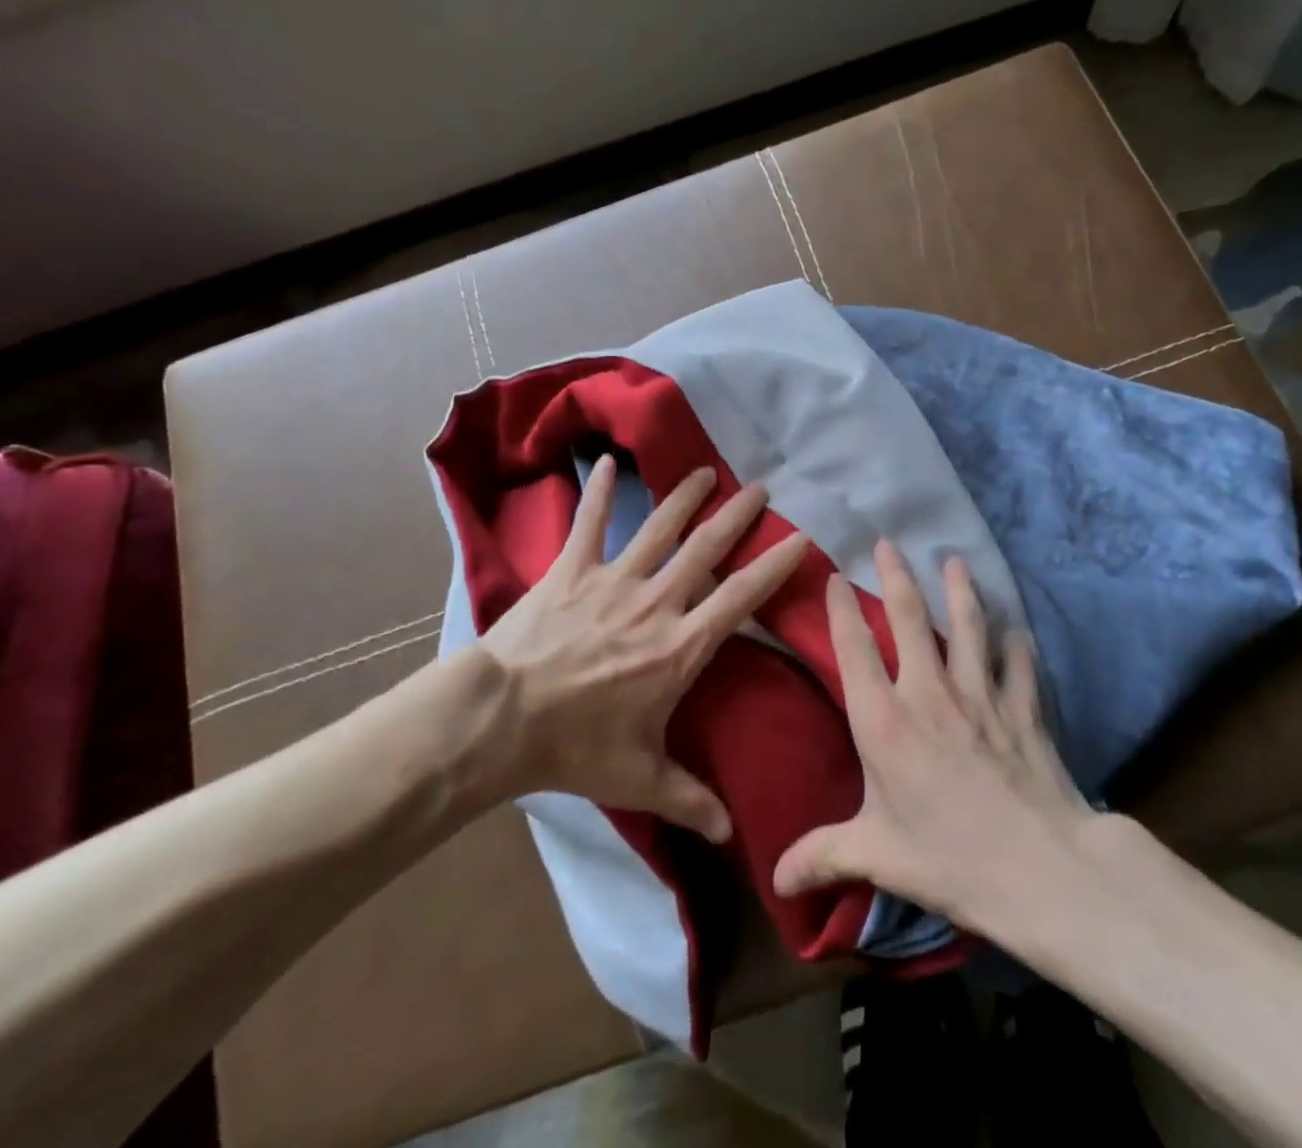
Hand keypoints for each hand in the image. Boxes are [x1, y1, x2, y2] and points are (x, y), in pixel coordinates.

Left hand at [477, 455, 808, 842]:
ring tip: (706, 471)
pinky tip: (608, 463)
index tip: (800, 537)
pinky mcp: (570, 571)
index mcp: (680, 646)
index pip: (740, 597)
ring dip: (685, 497)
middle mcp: (655, 602)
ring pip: (659, 528)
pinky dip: (599, 494)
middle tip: (761, 488)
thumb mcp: (640, 779)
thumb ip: (690, 800)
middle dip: (737, 518)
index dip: (774, 565)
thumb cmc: (576, 748)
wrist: (501, 720)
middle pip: (706, 550)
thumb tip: (732, 838)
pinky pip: (589, 525)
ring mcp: (611, 580)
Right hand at [772, 541, 1092, 927]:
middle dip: (897, 575)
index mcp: (884, 721)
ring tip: (954, 560)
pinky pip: (1018, 663)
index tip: (836, 576)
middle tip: (889, 542)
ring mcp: (980, 694)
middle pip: (909, 618)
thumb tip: (774, 879)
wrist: (1041, 870)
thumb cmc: (949, 859)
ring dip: (960, 590)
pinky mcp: (1022, 707)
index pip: (854, 649)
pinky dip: (1016, 644)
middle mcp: (929, 693)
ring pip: (968, 625)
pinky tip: (1016, 630)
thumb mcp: (876, 856)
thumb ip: (822, 857)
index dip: (842, 609)